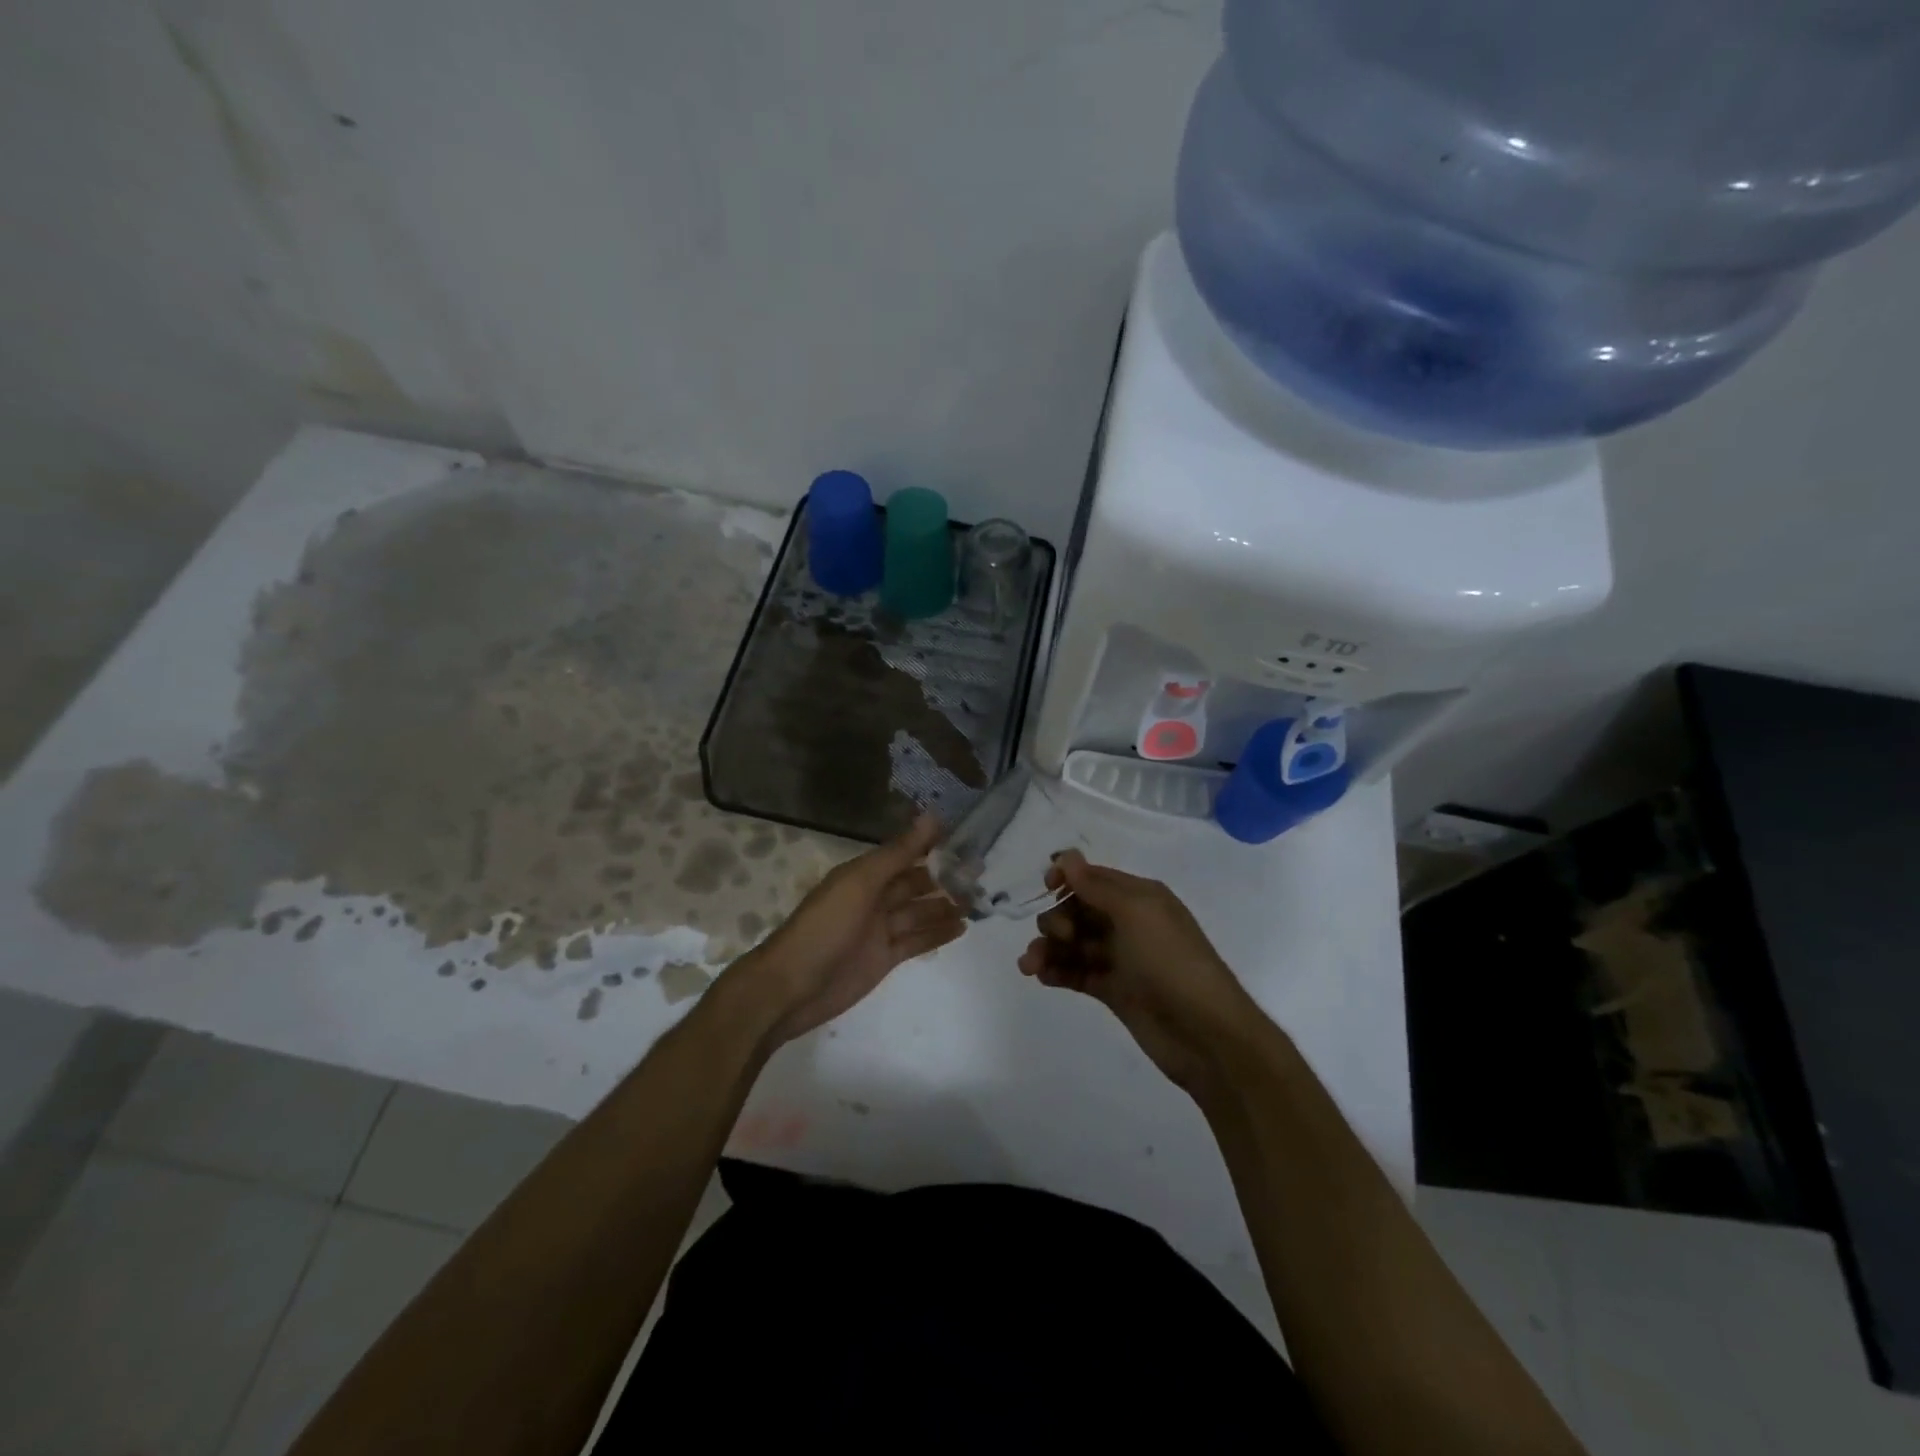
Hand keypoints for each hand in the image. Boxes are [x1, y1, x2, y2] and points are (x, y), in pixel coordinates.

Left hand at [732, 815, 965, 1047]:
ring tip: (979, 901)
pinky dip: (937, 933)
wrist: (792, 987)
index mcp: (863, 874)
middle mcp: (873, 898)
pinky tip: (962, 927)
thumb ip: (898, 853)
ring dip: (945, 905)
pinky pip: (916, 941)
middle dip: (944, 876)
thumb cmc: (825, 927)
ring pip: (919, 912)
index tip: (966, 837)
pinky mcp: (884, 958)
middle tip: (981, 873)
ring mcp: (879, 930)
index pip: (904, 853)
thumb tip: (932, 816)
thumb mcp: (861, 883)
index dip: (931, 845)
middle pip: (914, 883)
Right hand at [1018, 851, 1264, 1097]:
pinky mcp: (1114, 991)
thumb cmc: (1171, 961)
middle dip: (1057, 919)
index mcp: (1140, 897)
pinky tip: (1041, 977)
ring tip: (1030, 966)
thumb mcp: (1135, 913)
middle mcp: (1129, 923)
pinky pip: (1077, 973)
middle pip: (1079, 911)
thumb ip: (1097, 886)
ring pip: (1074, 944)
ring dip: (1049, 949)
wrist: (1205, 1032)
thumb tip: (1067, 856)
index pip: (1094, 878)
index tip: (1046, 888)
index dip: (1067, 879)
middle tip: (1060, 937)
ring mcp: (1121, 959)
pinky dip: (1057, 971)